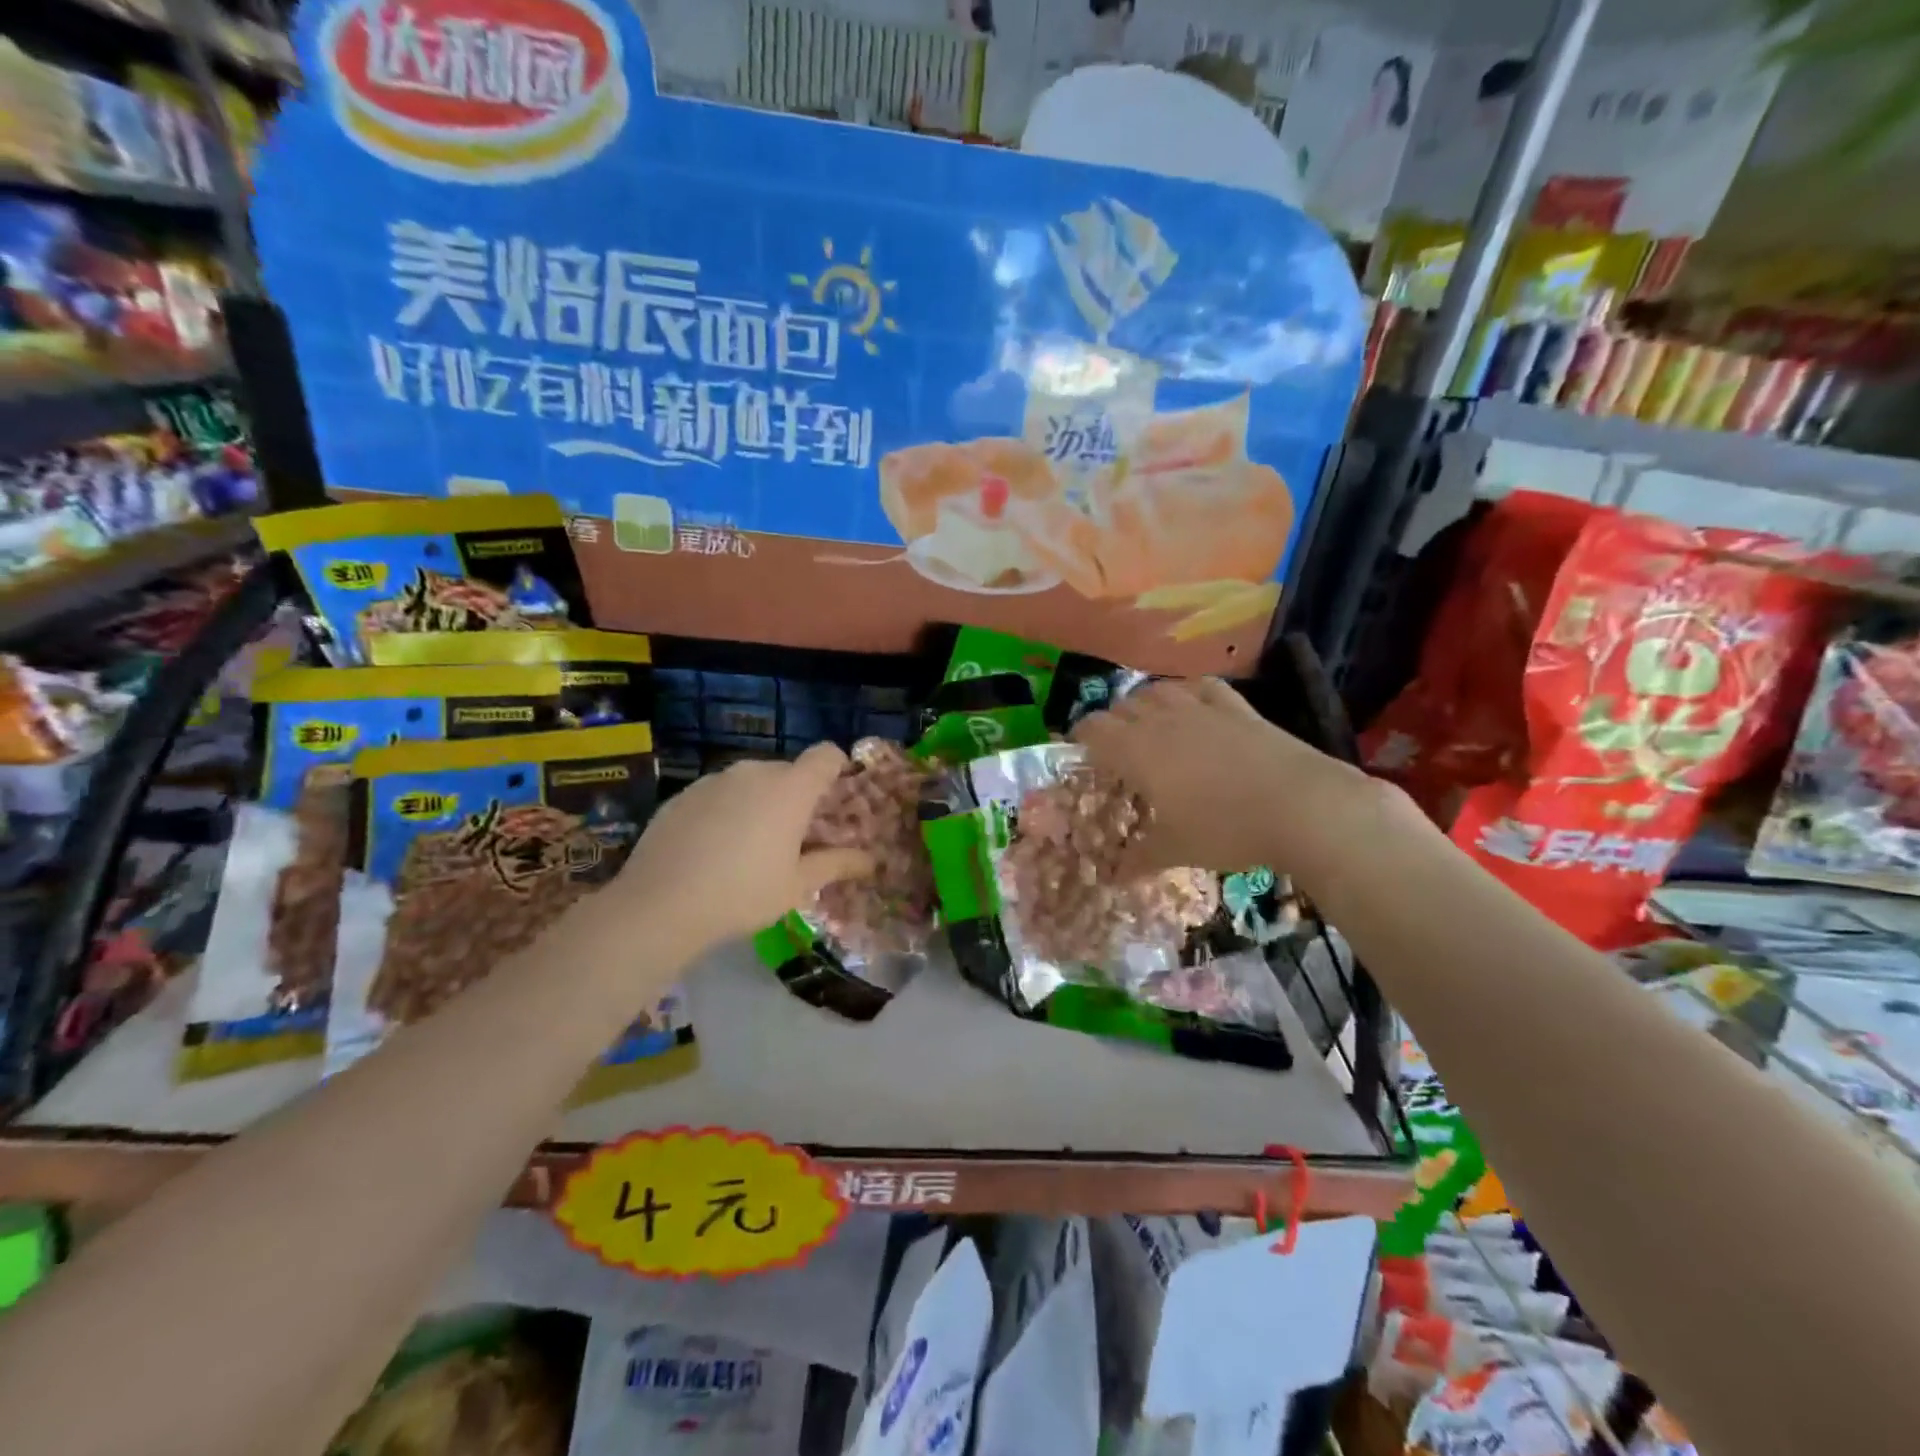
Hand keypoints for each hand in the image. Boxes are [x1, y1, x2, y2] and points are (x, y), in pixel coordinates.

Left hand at [613, 743, 872, 955]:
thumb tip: (870, 860)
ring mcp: (714, 780)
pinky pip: (718, 794)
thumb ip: (836, 865)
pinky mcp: (683, 794)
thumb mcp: (797, 886)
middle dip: (797, 796)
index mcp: (791, 788)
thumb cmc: (743, 894)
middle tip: (795, 837)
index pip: (826, 755)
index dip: (837, 768)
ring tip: (750, 846)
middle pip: (788, 771)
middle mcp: (754, 771)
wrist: (659, 905)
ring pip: (751, 782)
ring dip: (760, 803)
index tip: (836, 796)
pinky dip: (726, 811)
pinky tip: (712, 849)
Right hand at [1070, 678, 1378, 877]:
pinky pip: (1202, 687)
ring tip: (1149, 725)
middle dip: (1112, 723)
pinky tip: (1193, 705)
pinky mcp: (1238, 708)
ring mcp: (1202, 709)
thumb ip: (1140, 858)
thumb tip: (1113, 879)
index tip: (1079, 752)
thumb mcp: (1177, 849)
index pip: (1094, 729)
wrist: (1302, 806)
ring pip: (1158, 690)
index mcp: (1137, 751)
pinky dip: (1189, 692)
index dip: (1081, 737)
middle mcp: (1162, 721)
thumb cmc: (1226, 829)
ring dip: (1145, 704)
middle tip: (1115, 749)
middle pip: (1123, 707)